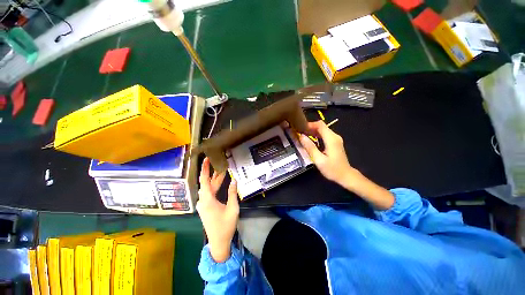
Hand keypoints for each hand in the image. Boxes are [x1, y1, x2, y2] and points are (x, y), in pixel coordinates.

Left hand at [197, 158, 238, 262]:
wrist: (218, 242)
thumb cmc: (226, 226)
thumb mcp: (232, 208)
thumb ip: (232, 193)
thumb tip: (234, 179)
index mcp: (207, 200)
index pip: (204, 180)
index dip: (205, 169)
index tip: (206, 159)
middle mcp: (202, 201)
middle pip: (207, 183)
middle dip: (214, 173)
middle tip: (222, 164)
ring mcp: (203, 205)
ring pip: (208, 188)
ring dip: (215, 180)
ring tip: (223, 171)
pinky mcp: (205, 208)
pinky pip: (208, 193)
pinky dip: (214, 187)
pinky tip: (220, 183)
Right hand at [299, 121, 357, 185]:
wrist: (345, 176)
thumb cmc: (332, 169)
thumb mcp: (319, 159)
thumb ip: (310, 147)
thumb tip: (301, 136)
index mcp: (331, 139)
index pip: (320, 125)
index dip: (309, 124)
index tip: (300, 128)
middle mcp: (334, 136)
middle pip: (321, 126)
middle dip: (309, 128)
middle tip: (299, 132)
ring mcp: (335, 139)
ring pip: (322, 130)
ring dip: (312, 131)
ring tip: (303, 136)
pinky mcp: (335, 142)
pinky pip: (324, 135)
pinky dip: (316, 135)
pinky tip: (310, 140)